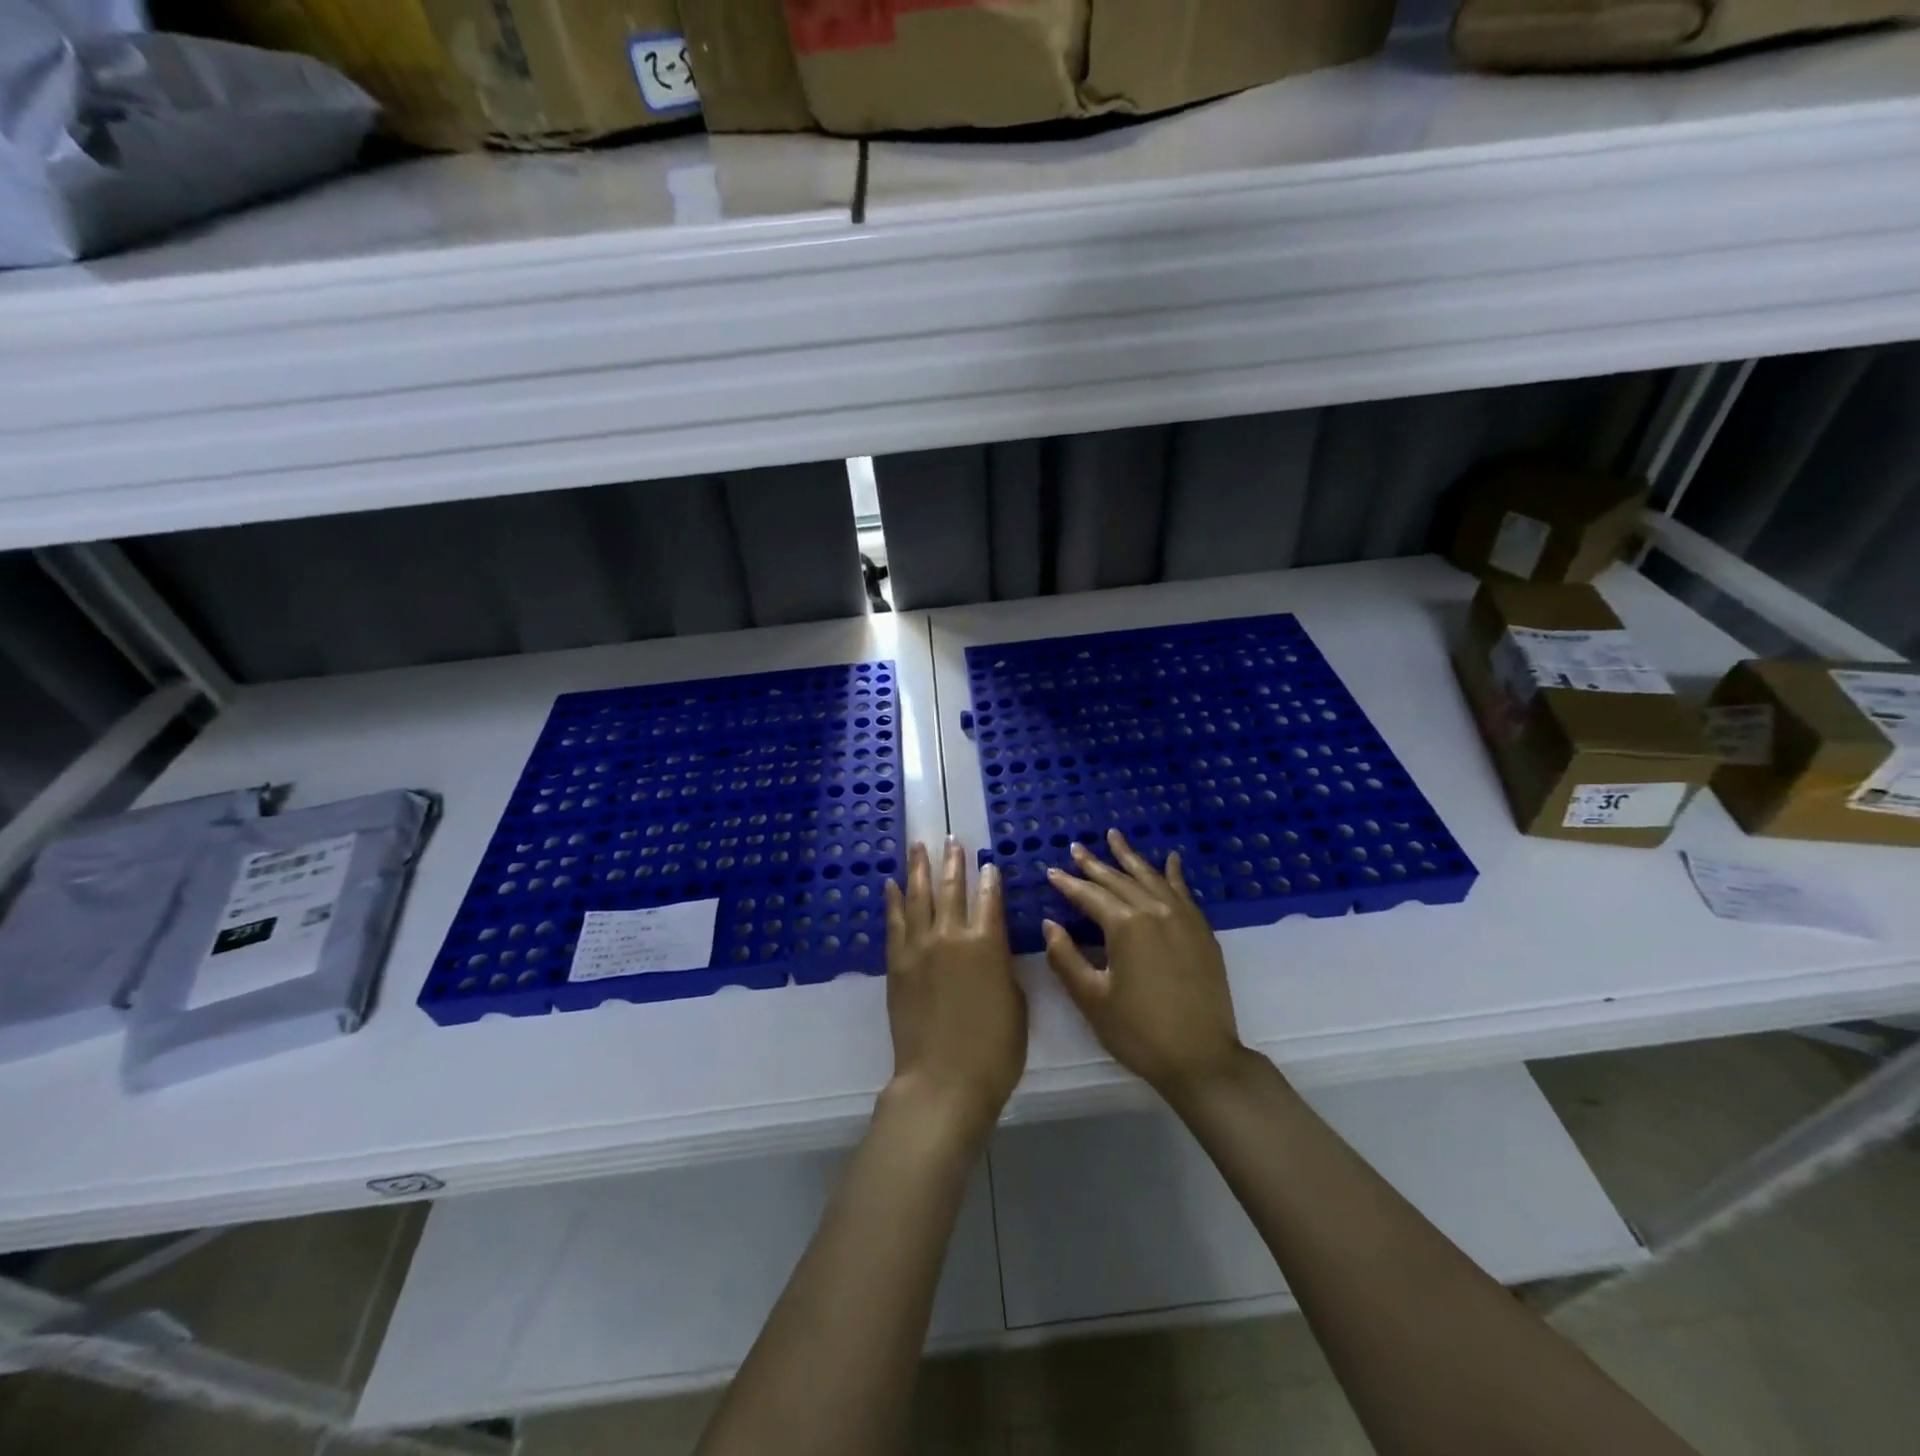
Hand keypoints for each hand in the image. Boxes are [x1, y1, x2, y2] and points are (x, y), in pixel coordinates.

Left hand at [884, 840, 1026, 1144]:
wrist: (942, 1080)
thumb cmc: (994, 1050)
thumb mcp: (1016, 1003)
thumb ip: (1002, 967)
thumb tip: (992, 949)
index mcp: (988, 943)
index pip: (989, 899)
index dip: (989, 879)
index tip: (987, 863)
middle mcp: (951, 935)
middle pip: (952, 889)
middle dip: (953, 862)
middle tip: (952, 840)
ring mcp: (919, 947)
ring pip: (918, 896)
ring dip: (918, 868)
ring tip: (918, 846)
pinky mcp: (897, 964)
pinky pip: (894, 923)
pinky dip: (893, 901)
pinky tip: (891, 885)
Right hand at [1043, 829, 1246, 1102]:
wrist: (1202, 1059)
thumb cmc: (1139, 1032)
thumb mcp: (1092, 998)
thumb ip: (1066, 958)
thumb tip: (1050, 925)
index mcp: (1125, 926)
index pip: (1089, 896)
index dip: (1068, 884)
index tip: (1051, 871)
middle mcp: (1155, 911)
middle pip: (1119, 880)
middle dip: (1094, 864)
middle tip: (1076, 848)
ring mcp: (1183, 918)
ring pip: (1151, 878)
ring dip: (1130, 857)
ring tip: (1114, 836)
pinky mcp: (1201, 931)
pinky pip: (1183, 892)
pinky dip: (1173, 873)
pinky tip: (1170, 859)